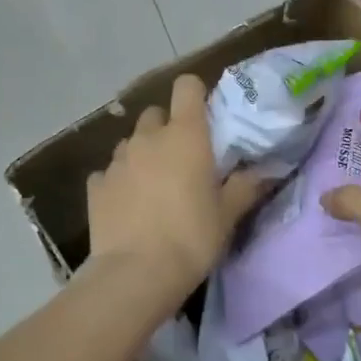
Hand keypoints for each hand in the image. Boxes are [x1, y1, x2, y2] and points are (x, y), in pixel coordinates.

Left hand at [87, 73, 267, 301]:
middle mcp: (148, 138)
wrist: (137, 273)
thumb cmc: (192, 238)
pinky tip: (128, 204)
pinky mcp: (96, 185)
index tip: (204, 117)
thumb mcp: (228, 215)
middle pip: (155, 114)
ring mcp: (117, 160)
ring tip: (153, 185)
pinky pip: (109, 172)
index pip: (187, 86)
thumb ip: (246, 186)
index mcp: (185, 135)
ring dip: (143, 154)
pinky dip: (119, 180)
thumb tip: (265, 170)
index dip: (195, 95)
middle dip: (167, 129)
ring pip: (131, 142)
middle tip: (181, 159)